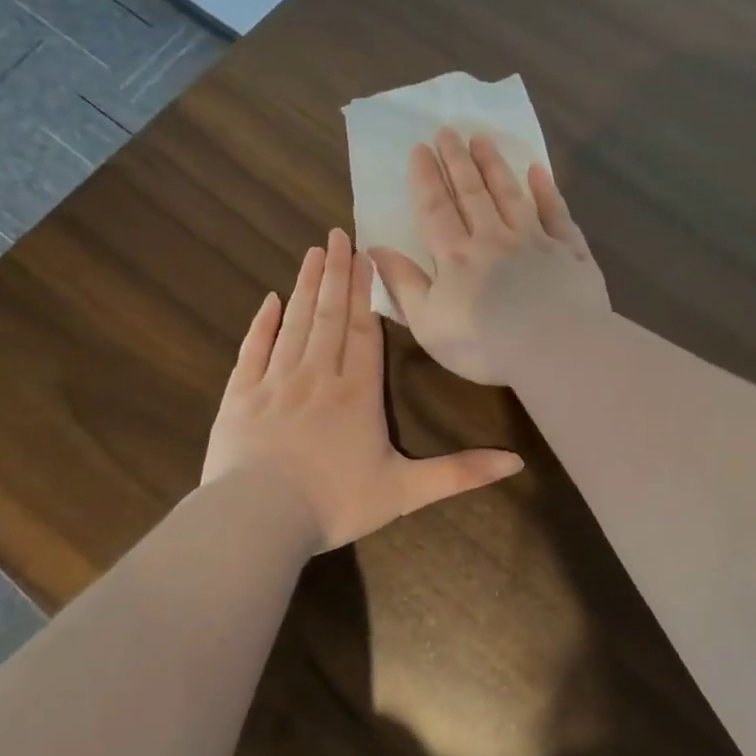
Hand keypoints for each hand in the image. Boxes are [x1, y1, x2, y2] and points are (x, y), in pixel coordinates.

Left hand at [202, 228, 523, 551]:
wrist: (258, 521)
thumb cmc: (335, 504)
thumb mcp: (406, 492)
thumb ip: (459, 473)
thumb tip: (516, 461)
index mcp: (357, 393)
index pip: (365, 330)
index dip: (367, 292)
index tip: (365, 255)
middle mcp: (317, 376)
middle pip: (330, 315)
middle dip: (337, 274)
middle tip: (337, 235)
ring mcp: (274, 382)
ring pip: (294, 323)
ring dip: (305, 286)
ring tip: (313, 253)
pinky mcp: (239, 396)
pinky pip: (252, 349)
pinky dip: (262, 323)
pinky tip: (269, 300)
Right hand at [368, 129, 610, 385]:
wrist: (556, 348)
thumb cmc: (484, 344)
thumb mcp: (428, 323)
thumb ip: (403, 284)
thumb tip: (376, 248)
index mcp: (457, 257)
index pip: (435, 209)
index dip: (425, 178)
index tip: (420, 148)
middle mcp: (494, 238)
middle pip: (472, 193)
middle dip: (457, 161)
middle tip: (448, 130)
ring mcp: (535, 241)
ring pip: (510, 195)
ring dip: (494, 166)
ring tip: (482, 140)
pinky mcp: (570, 251)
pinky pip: (556, 214)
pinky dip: (547, 191)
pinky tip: (539, 171)